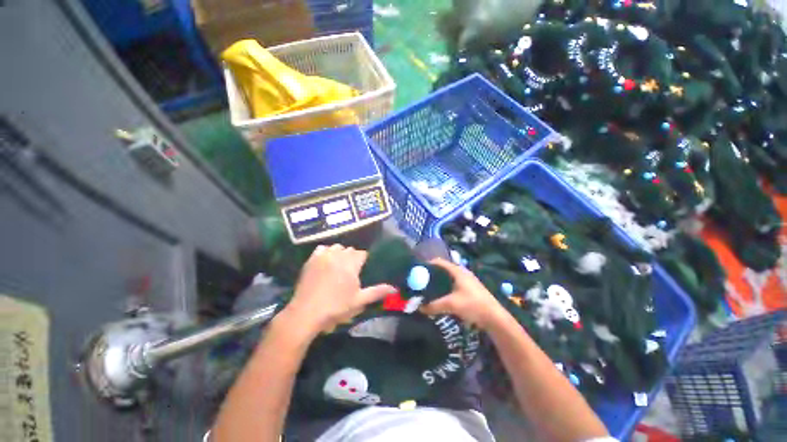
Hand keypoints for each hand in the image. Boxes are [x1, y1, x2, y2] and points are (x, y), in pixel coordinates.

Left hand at [282, 244, 394, 335]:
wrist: (306, 313)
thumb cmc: (336, 307)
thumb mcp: (359, 301)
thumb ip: (377, 292)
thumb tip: (395, 289)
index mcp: (351, 264)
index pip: (362, 254)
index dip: (364, 260)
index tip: (362, 269)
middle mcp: (338, 255)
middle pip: (350, 250)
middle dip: (353, 257)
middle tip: (351, 271)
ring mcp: (324, 256)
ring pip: (337, 247)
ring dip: (340, 253)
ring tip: (339, 265)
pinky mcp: (311, 259)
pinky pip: (322, 248)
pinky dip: (326, 252)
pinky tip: (326, 261)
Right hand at [420, 258, 506, 329]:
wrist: (495, 317)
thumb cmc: (473, 305)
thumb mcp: (451, 304)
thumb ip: (434, 305)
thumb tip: (419, 307)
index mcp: (457, 271)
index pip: (439, 262)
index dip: (428, 264)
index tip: (417, 270)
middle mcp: (461, 272)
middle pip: (443, 269)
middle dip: (432, 274)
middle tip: (420, 281)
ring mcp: (466, 280)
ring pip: (448, 277)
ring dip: (439, 281)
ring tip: (428, 288)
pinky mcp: (469, 288)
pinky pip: (453, 284)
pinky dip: (445, 287)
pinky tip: (440, 295)